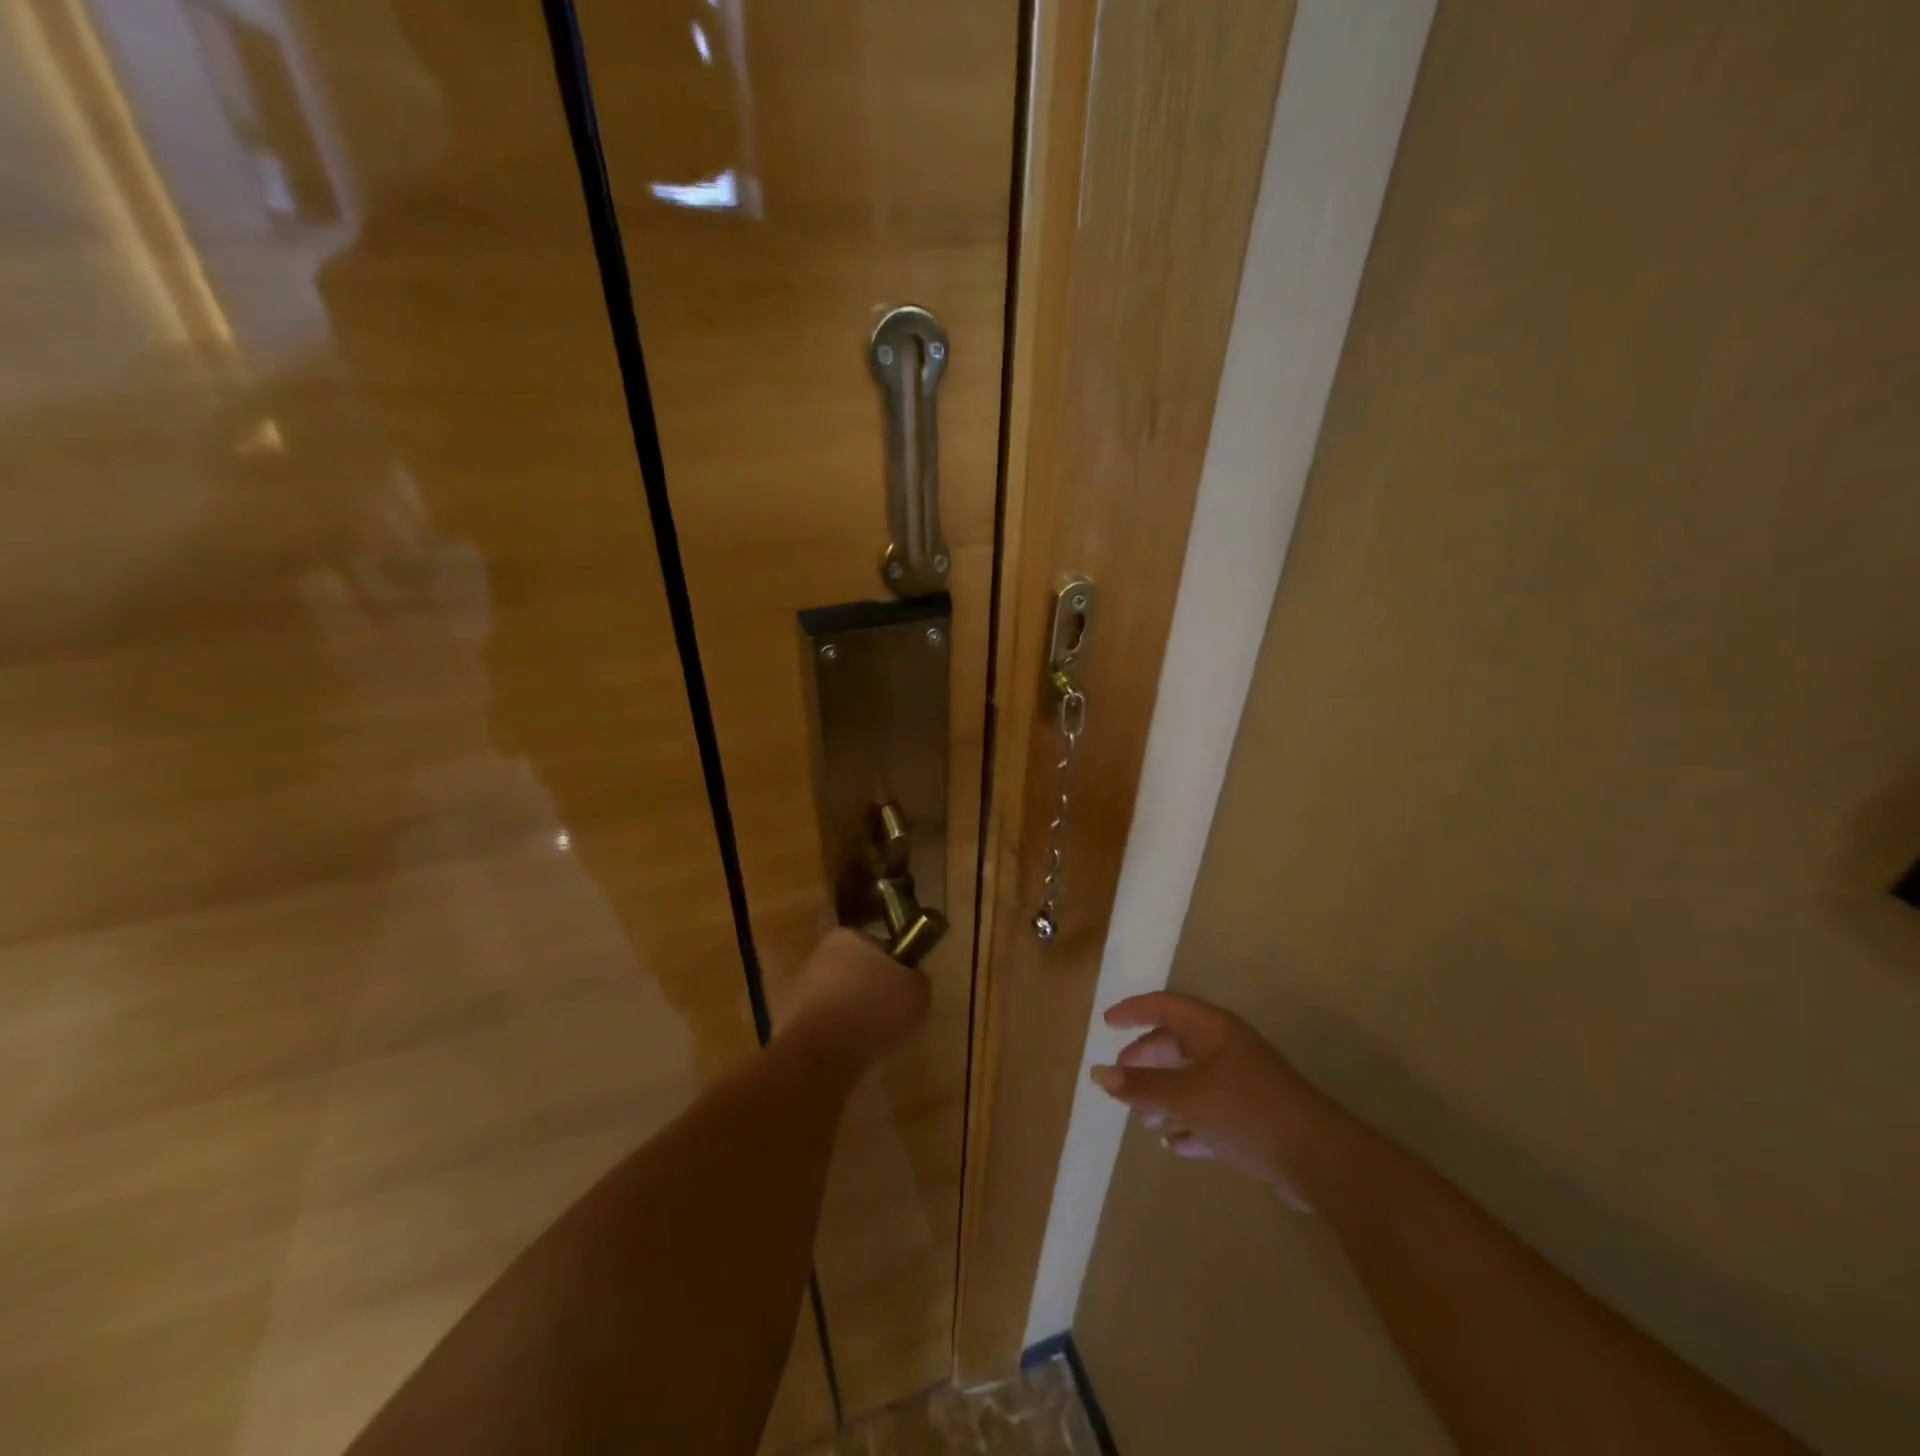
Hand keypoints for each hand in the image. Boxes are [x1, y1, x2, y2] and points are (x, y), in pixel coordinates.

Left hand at [776, 928, 930, 1069]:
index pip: (878, 945)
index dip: (895, 966)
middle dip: (873, 993)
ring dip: (855, 1018)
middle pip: (857, 973)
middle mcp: (818, 956)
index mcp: (847, 937)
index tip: (905, 989)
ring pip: (840, 1002)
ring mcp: (799, 991)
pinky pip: (825, 1029)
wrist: (818, 1056)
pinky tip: (851, 1056)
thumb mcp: (917, 990)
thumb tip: (910, 982)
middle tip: (893, 1017)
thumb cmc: (872, 1009)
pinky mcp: (788, 1026)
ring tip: (874, 1042)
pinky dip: (839, 1041)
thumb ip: (917, 979)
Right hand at [1091, 992, 1324, 1209]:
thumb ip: (1143, 1086)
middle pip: (1176, 1043)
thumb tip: (1099, 1073)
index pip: (1165, 1006)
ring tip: (1144, 1119)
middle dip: (1146, 1059)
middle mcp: (1226, 1049)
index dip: (1134, 1011)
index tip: (1107, 1023)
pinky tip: (1173, 1143)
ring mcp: (1241, 1083)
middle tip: (1121, 1077)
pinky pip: (1208, 1112)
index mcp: (1213, 1030)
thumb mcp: (1188, 1096)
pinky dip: (1188, 1123)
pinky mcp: (1252, 1118)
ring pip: (1191, 1079)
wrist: (1320, 1160)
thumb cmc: (1248, 1111)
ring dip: (1165, 1096)